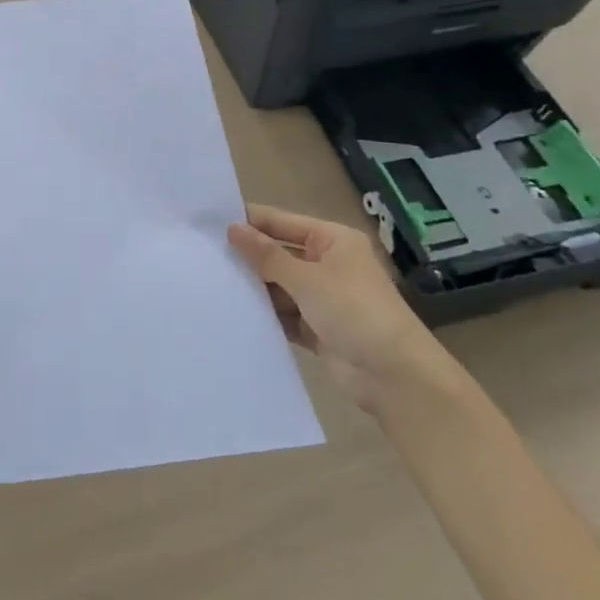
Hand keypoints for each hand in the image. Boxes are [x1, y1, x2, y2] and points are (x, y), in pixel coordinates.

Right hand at [229, 204, 440, 410]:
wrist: (396, 378)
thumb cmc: (355, 312)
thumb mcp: (307, 279)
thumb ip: (266, 255)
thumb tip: (232, 228)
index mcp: (332, 240)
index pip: (281, 222)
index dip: (250, 222)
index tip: (208, 222)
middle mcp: (327, 263)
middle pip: (278, 253)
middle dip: (247, 256)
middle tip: (202, 254)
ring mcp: (322, 297)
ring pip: (278, 285)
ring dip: (253, 287)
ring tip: (210, 283)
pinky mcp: (316, 328)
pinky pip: (283, 314)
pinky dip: (264, 314)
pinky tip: (232, 312)